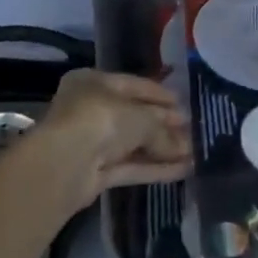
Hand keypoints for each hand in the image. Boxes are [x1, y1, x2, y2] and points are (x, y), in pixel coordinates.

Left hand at [33, 69, 191, 209]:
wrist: (65, 164)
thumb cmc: (101, 120)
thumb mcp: (140, 117)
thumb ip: (162, 130)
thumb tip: (185, 145)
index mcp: (94, 83)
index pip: (132, 85)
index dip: (159, 95)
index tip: (183, 104)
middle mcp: (90, 110)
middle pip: (133, 116)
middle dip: (163, 125)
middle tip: (191, 131)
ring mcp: (91, 143)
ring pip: (132, 144)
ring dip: (161, 149)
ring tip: (192, 153)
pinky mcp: (94, 174)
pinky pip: (129, 167)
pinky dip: (154, 168)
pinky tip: (182, 170)